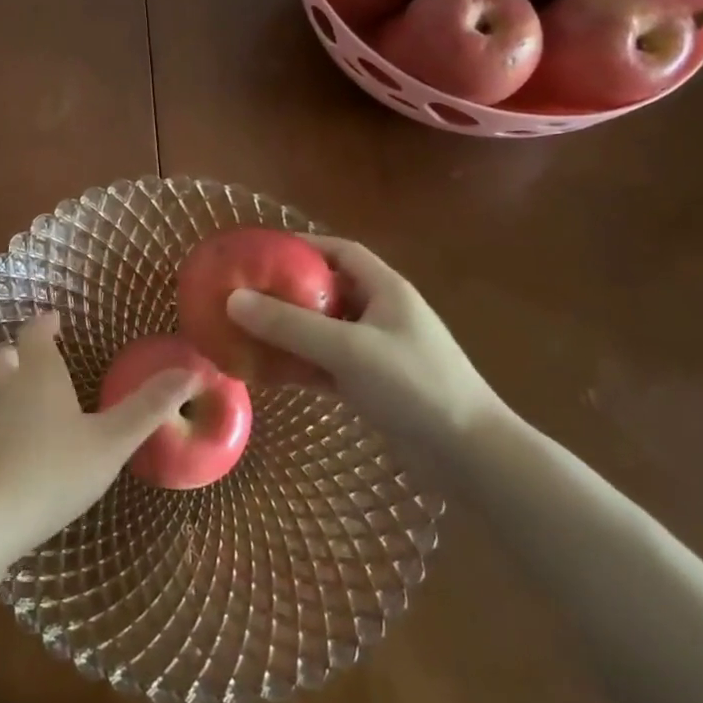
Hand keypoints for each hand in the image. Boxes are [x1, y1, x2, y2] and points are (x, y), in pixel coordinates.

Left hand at [0, 314, 195, 557]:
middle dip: (16, 352)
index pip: (33, 333)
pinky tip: (20, 450)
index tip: (55, 320)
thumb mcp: (110, 442)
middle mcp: (7, 390)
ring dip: (7, 389)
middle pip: (1, 357)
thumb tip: (192, 370)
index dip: (44, 324)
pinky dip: (2, 427)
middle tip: (37, 357)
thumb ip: (147, 408)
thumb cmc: (52, 470)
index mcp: (38, 375)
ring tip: (33, 403)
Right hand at [226, 235, 504, 453]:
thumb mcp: (348, 349)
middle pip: (328, 290)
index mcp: (386, 290)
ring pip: (324, 330)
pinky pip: (327, 364)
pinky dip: (300, 364)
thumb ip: (290, 325)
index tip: (262, 251)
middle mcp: (382, 314)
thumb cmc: (414, 385)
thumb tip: (232, 299)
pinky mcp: (374, 385)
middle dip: (287, 289)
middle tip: (245, 293)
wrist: (470, 457)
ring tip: (247, 330)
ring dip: (290, 330)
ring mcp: (378, 352)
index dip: (303, 245)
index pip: (341, 252)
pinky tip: (269, 372)